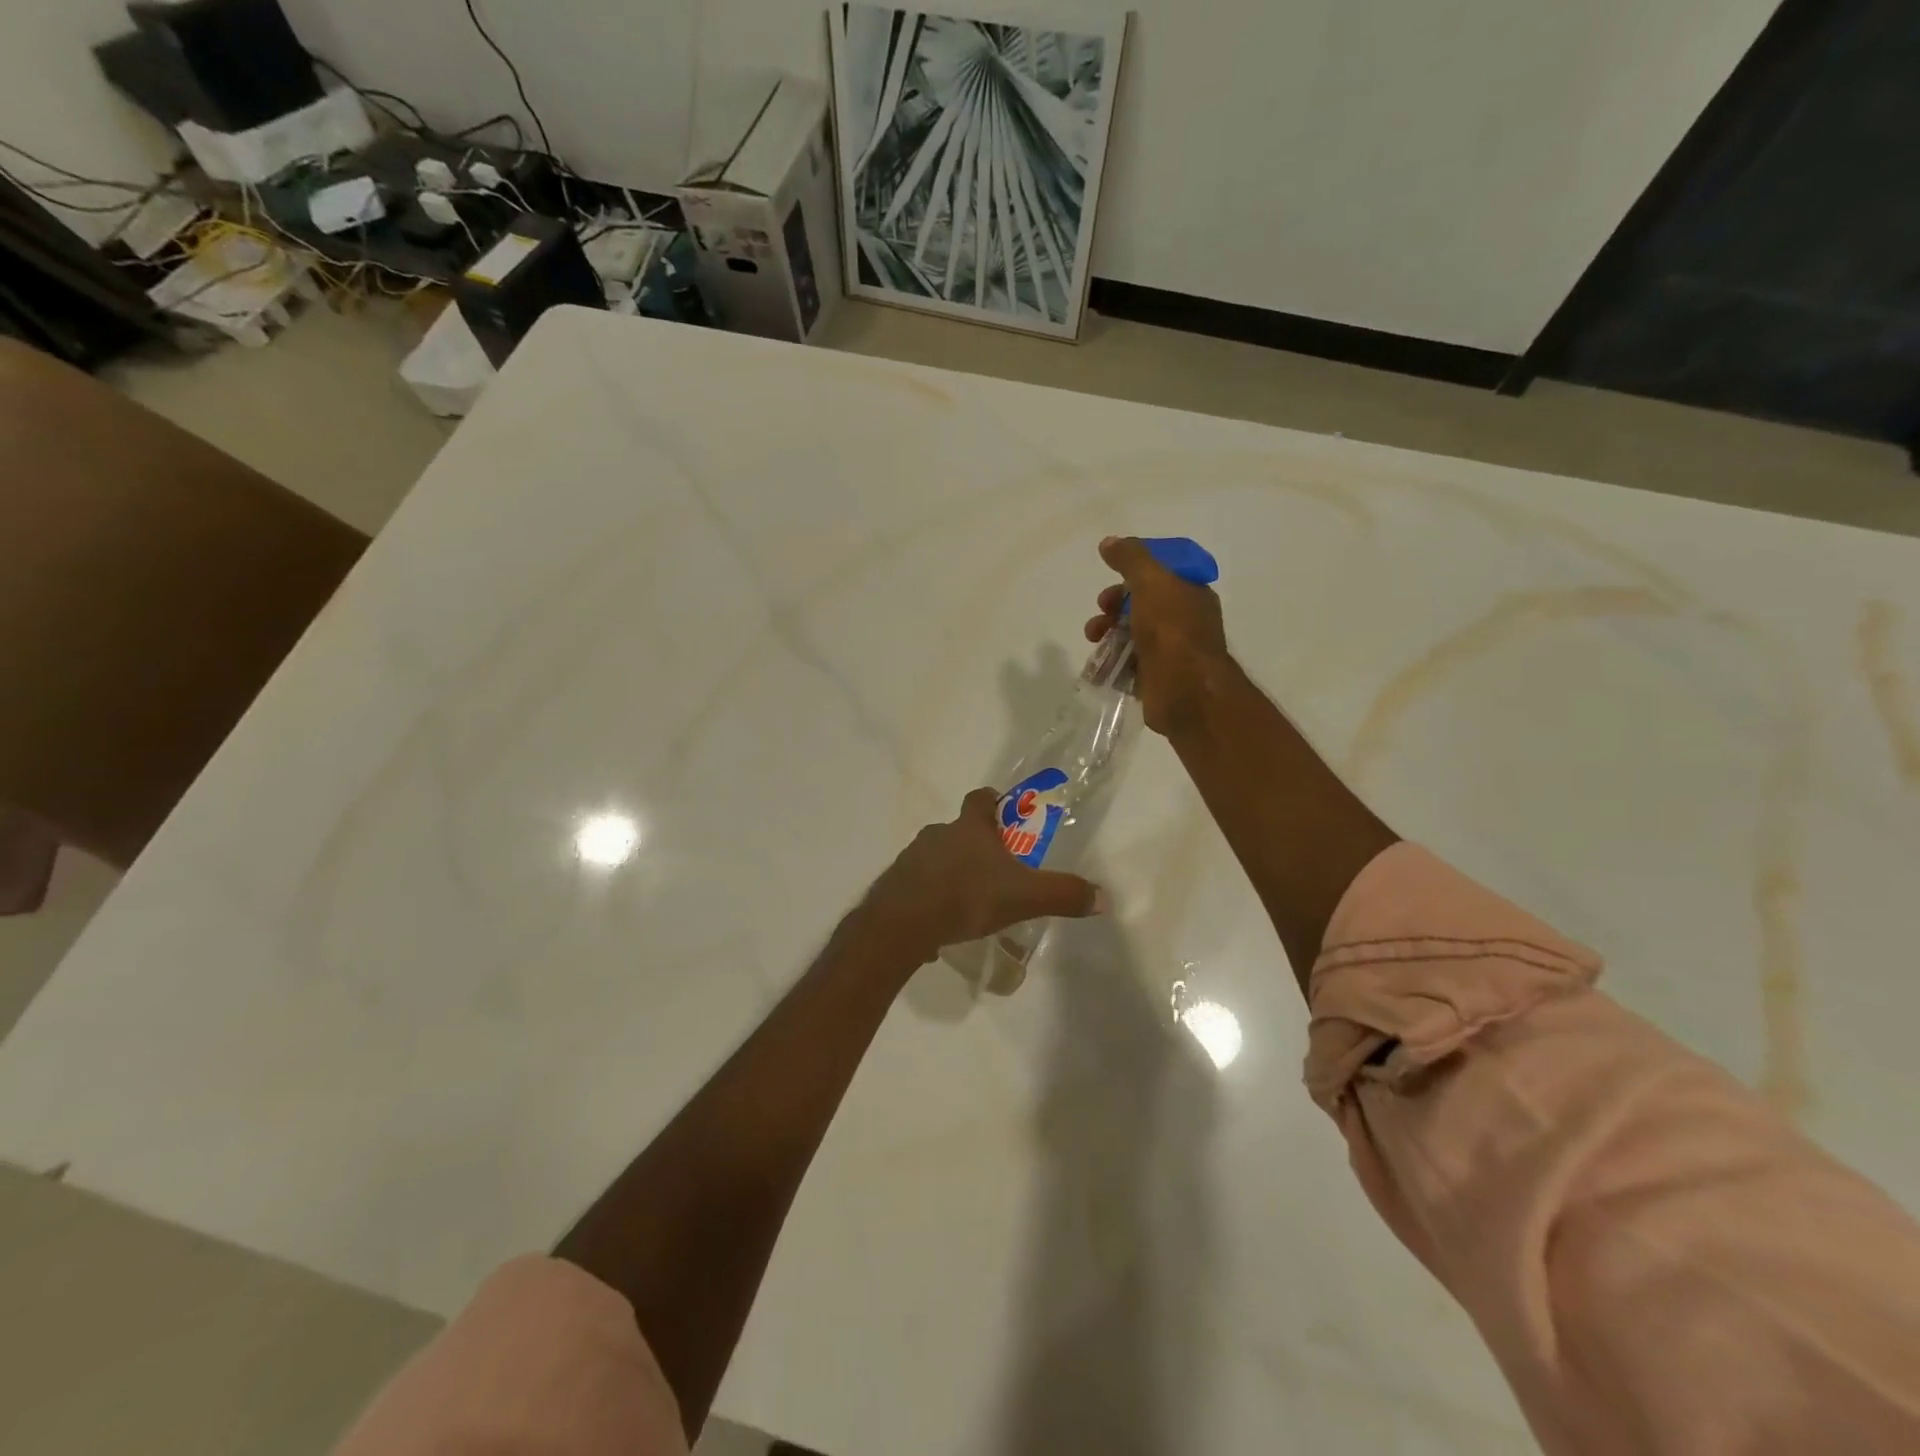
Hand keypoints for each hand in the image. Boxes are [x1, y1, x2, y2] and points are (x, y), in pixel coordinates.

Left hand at [854, 789, 1105, 965]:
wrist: (903, 923)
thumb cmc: (966, 896)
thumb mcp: (1024, 897)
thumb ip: (1063, 894)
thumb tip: (1103, 897)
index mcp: (970, 828)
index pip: (980, 799)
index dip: (993, 802)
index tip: (1004, 811)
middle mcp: (938, 835)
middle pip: (959, 830)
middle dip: (976, 845)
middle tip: (995, 868)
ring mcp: (912, 859)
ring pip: (936, 858)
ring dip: (951, 871)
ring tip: (968, 901)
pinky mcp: (895, 886)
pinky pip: (918, 887)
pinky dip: (930, 898)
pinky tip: (941, 924)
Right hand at [1085, 535, 1232, 734]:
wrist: (1186, 692)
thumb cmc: (1172, 631)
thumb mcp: (1151, 583)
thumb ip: (1130, 559)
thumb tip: (1110, 542)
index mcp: (1190, 593)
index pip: (1161, 572)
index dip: (1134, 571)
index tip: (1113, 574)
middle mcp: (1184, 620)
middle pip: (1142, 603)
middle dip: (1115, 604)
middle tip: (1101, 610)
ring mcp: (1171, 651)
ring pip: (1132, 634)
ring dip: (1108, 632)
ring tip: (1093, 639)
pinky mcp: (1156, 678)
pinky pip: (1129, 664)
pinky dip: (1111, 662)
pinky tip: (1098, 665)